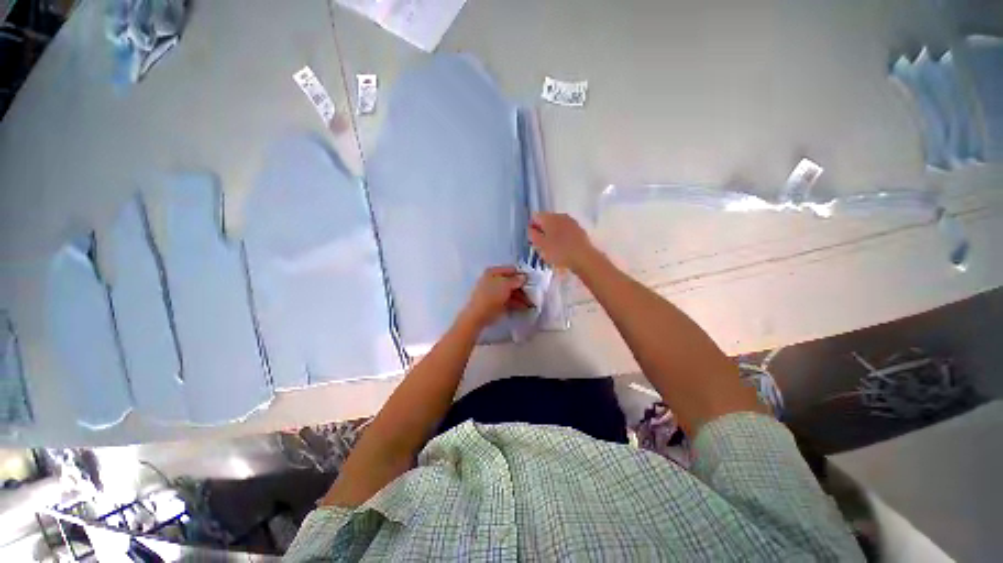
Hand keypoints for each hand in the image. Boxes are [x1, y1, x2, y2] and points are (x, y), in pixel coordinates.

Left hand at [461, 266, 530, 327]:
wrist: (479, 315)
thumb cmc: (491, 295)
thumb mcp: (505, 285)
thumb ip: (516, 280)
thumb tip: (524, 277)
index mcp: (493, 272)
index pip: (511, 270)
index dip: (522, 274)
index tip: (533, 280)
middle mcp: (494, 280)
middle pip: (512, 282)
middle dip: (523, 287)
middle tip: (534, 292)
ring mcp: (495, 292)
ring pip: (511, 292)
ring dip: (522, 297)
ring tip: (532, 302)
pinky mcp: (497, 303)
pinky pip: (509, 301)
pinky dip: (517, 303)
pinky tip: (526, 307)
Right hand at [529, 212, 596, 270]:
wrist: (583, 257)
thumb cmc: (558, 251)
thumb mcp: (540, 245)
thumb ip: (532, 235)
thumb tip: (530, 229)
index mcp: (549, 217)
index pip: (535, 217)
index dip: (532, 227)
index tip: (532, 239)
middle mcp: (560, 216)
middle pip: (546, 221)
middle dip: (542, 231)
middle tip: (540, 245)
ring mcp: (571, 222)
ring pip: (557, 226)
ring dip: (552, 234)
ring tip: (551, 248)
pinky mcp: (579, 230)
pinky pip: (566, 231)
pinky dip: (562, 237)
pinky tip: (562, 248)